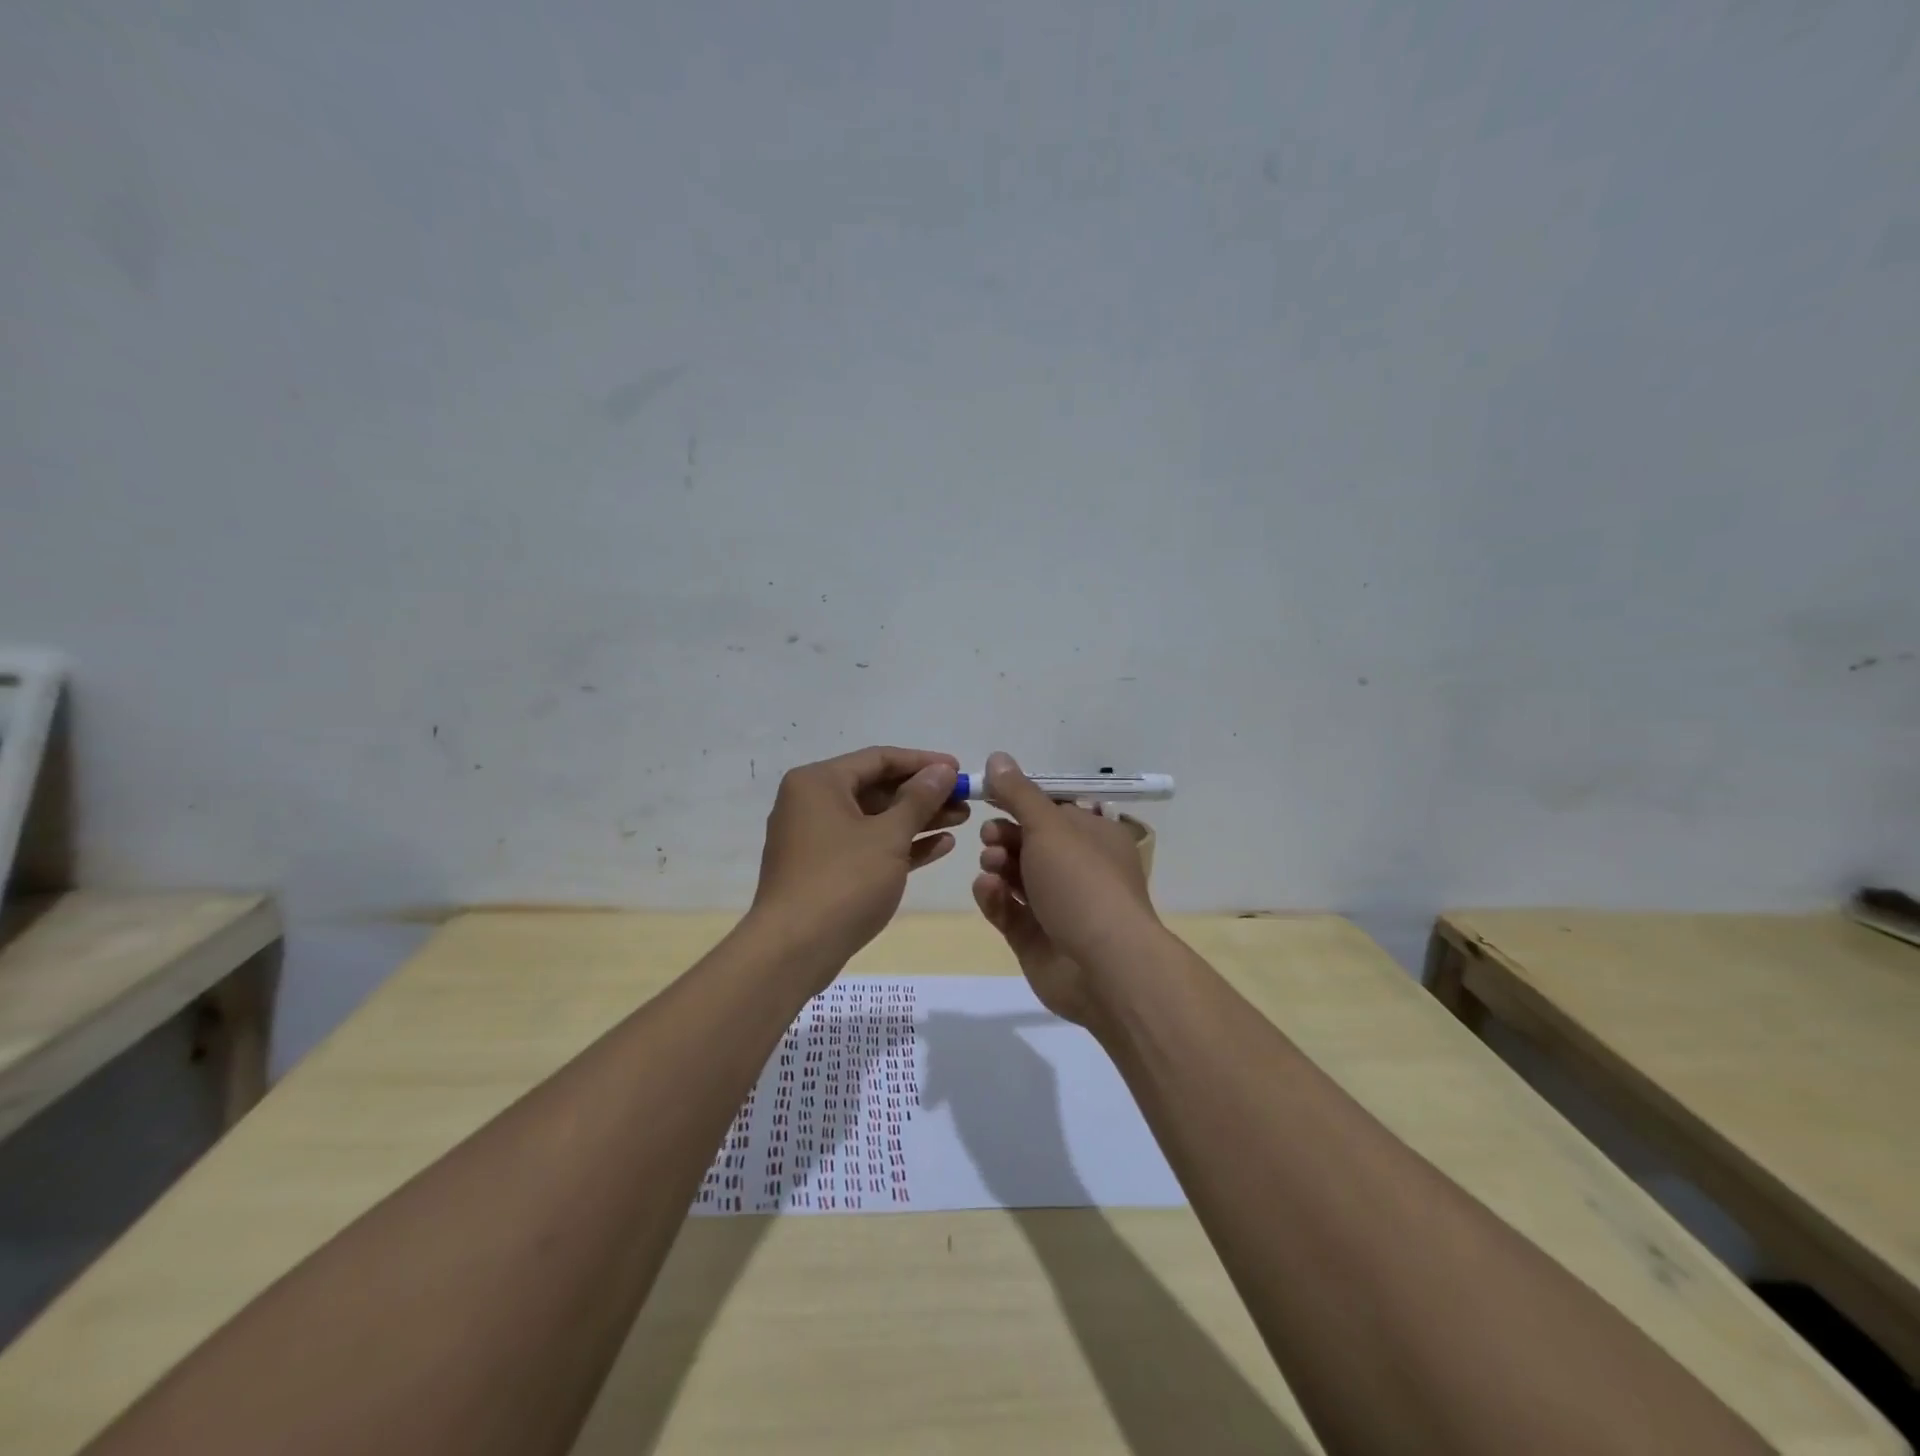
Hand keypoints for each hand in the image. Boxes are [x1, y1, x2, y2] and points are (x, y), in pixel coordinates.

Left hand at [751, 746, 964, 975]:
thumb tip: (943, 770)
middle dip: (924, 794)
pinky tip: (940, 846)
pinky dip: (900, 844)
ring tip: (962, 820)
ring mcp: (816, 838)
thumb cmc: (843, 881)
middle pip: (877, 788)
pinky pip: (867, 846)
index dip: (923, 762)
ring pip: (875, 819)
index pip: (879, 758)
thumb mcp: (889, 836)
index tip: (960, 770)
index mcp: (819, 782)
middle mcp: (812, 802)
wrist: (794, 950)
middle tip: (966, 800)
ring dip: (918, 819)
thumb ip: (919, 799)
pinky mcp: (823, 869)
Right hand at [970, 751, 1159, 1023]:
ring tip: (991, 865)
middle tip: (990, 837)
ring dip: (998, 864)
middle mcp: (1078, 869)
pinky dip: (995, 897)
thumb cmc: (1081, 882)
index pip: (1053, 811)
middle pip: (1031, 843)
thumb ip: (1018, 793)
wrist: (1103, 967)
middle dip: (1005, 835)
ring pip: (1016, 876)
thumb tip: (997, 757)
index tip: (989, 795)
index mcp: (1094, 837)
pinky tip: (987, 889)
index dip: (1020, 801)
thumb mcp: (1049, 826)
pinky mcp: (1036, 938)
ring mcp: (1057, 906)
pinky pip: (1009, 910)